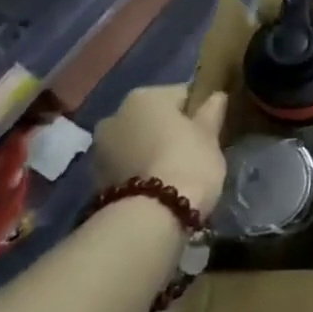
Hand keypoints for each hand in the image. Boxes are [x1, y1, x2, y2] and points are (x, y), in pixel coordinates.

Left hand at [92, 86, 229, 217]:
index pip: (181, 94)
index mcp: (144, 96)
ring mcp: (100, 148)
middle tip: (194, 151)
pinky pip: (127, 166)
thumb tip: (217, 96)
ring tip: (175, 173)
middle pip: (154, 118)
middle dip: (170, 131)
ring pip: (137, 143)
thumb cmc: (187, 162)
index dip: (199, 111)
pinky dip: (140, 172)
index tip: (212, 129)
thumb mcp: (210, 135)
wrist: (151, 216)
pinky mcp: (95, 179)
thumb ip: (212, 111)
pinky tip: (158, 187)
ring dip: (152, 151)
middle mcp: (115, 115)